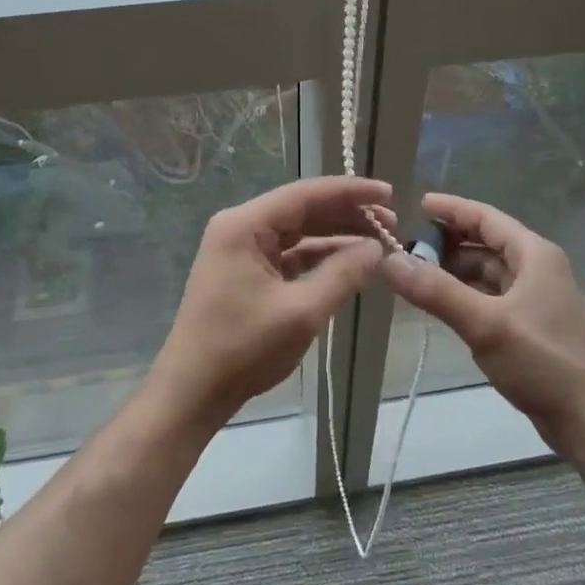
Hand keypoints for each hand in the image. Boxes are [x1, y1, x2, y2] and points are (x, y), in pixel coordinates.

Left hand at [148, 177, 391, 432]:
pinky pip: (289, 254)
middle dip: (348, 214)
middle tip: (392, 224)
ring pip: (298, 232)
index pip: (306, 194)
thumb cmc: (243, 349)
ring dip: (337, 236)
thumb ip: (343, 274)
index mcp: (244, 225)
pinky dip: (319, 257)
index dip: (351, 191)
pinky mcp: (245, 272)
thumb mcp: (302, 312)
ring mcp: (241, 250)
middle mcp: (240, 228)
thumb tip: (377, 249)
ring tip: (379, 242)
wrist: (192, 393)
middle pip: (303, 210)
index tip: (389, 193)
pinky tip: (350, 263)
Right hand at [380, 192, 584, 461]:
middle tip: (406, 246)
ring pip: (487, 270)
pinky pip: (490, 294)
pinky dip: (465, 292)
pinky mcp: (530, 323)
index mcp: (534, 255)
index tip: (415, 204)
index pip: (485, 217)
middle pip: (485, 242)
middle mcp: (537, 268)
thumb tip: (388, 260)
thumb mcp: (485, 324)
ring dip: (454, 268)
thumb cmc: (541, 361)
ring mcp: (535, 297)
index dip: (450, 209)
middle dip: (447, 242)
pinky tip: (441, 302)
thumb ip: (436, 291)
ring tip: (415, 273)